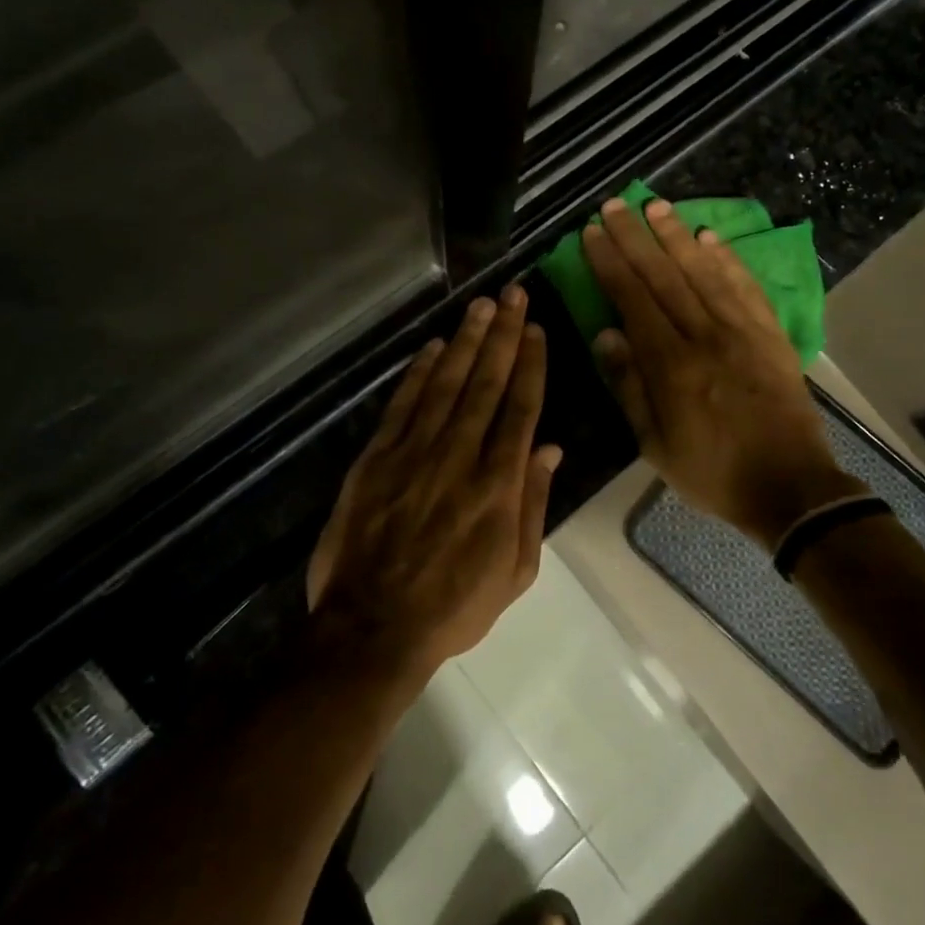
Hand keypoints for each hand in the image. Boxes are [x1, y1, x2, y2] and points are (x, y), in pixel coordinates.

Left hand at [306, 287, 561, 685]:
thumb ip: (533, 505)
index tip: (536, 330)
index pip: (520, 409)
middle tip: (513, 295)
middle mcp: (459, 457)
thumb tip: (550, 448)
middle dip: (503, 337)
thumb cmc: (454, 607)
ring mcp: (414, 454)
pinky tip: (433, 347)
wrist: (373, 629)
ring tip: (481, 306)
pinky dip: (418, 373)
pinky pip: (402, 406)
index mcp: (498, 486)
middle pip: (486, 385)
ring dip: (465, 342)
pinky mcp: (377, 459)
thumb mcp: (515, 571)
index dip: (530, 365)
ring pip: (446, 385)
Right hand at [582, 197, 864, 548]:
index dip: (611, 262)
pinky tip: (709, 237)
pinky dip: (726, 259)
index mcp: (671, 364)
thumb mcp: (655, 444)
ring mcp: (743, 331)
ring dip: (676, 235)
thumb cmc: (712, 472)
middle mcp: (705, 335)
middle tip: (615, 204)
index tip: (593, 233)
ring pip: (703, 271)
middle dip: (636, 237)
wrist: (790, 487)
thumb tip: (605, 333)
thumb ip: (629, 386)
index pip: (633, 299)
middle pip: (664, 275)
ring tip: (655, 205)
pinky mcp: (771, 334)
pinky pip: (745, 287)